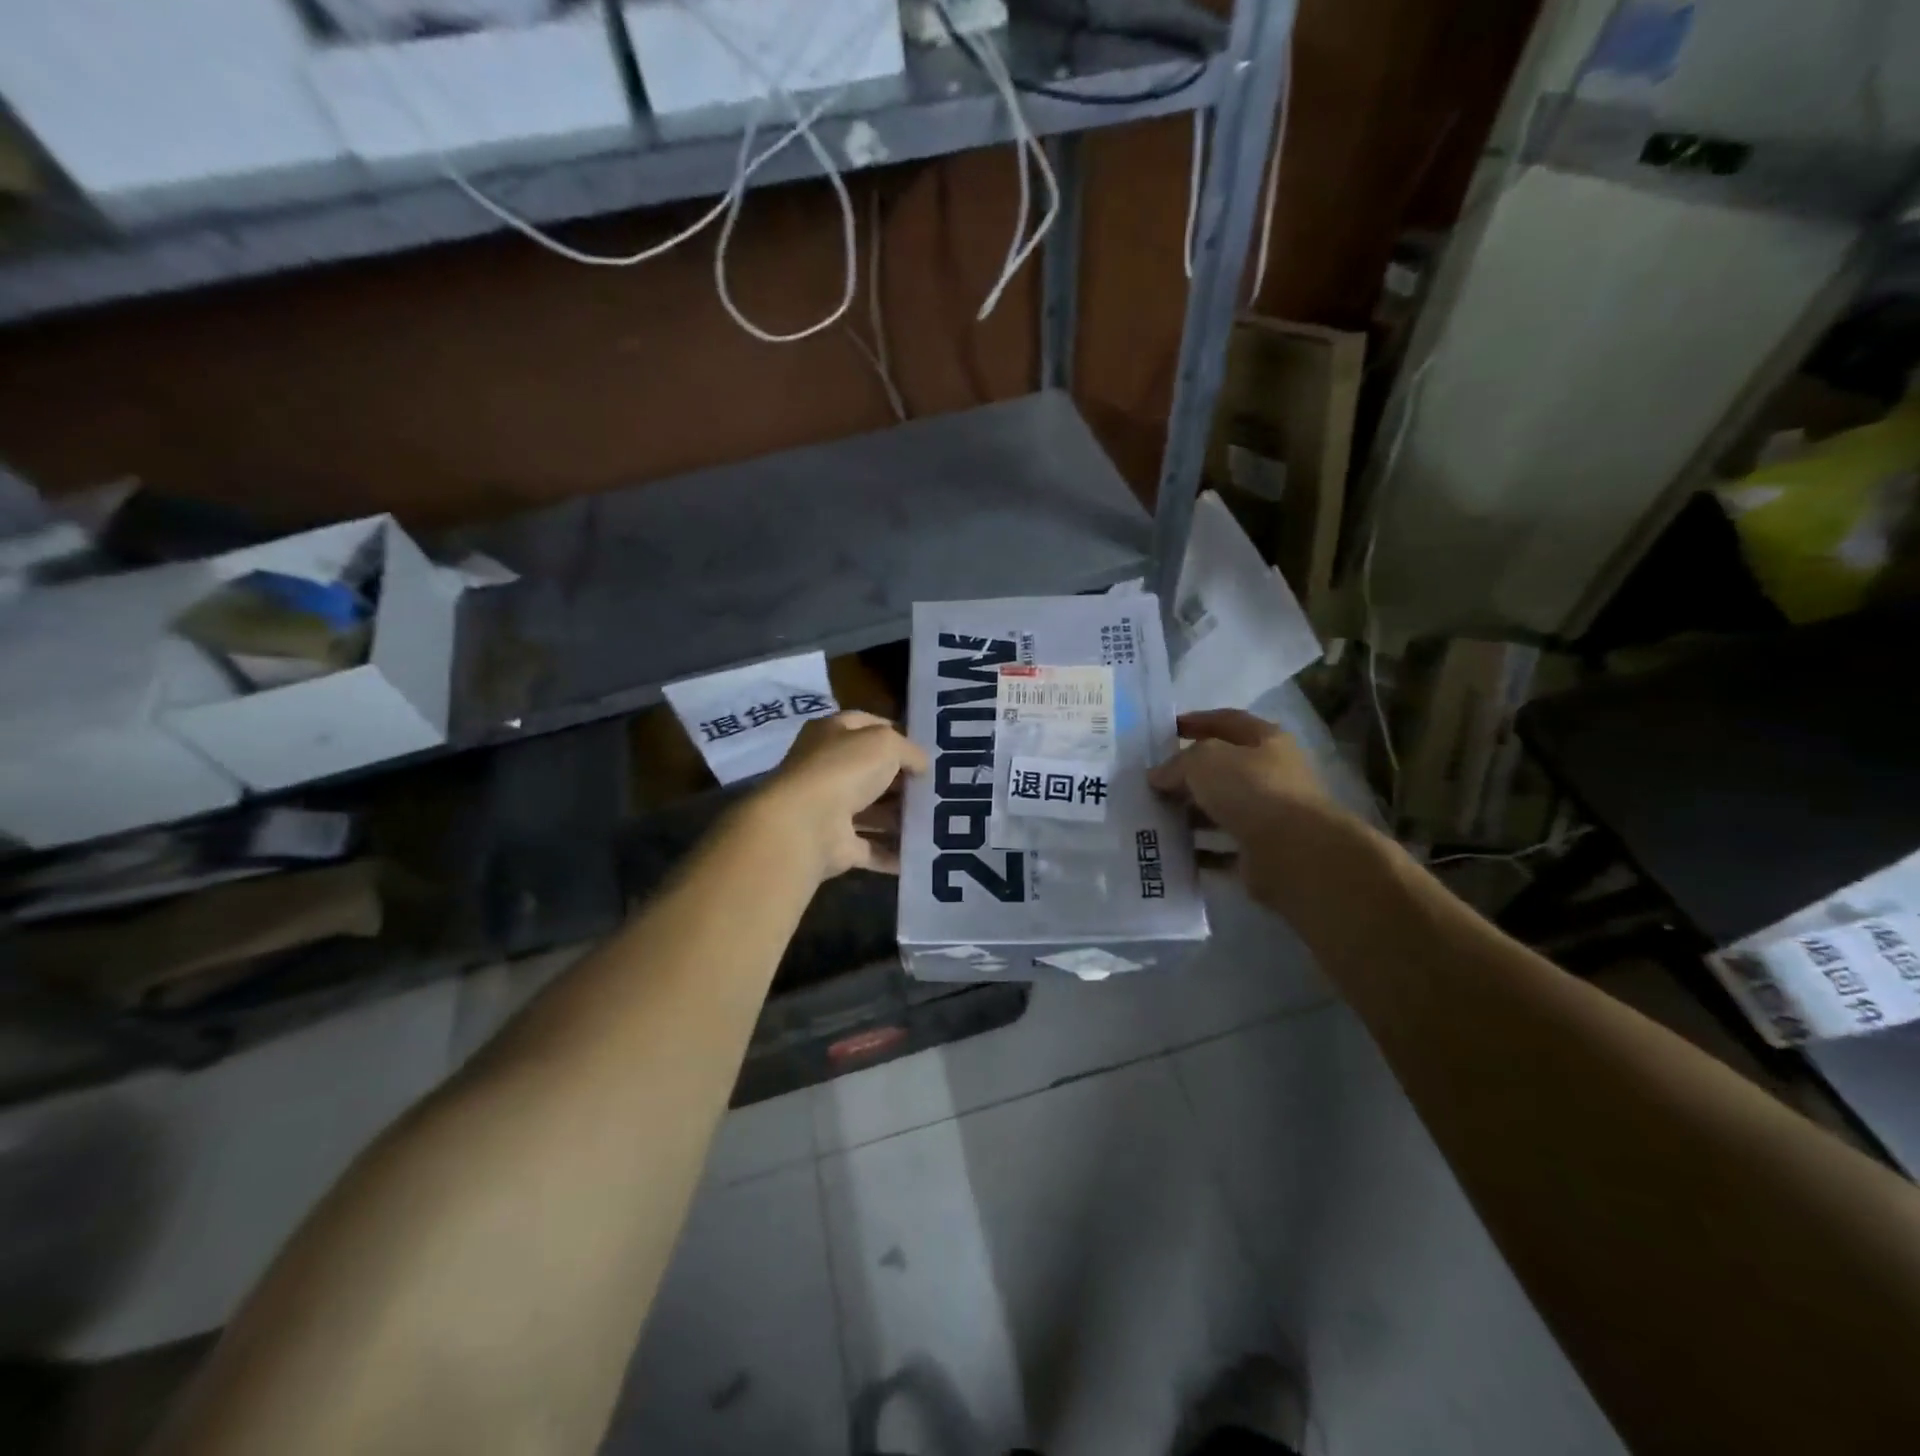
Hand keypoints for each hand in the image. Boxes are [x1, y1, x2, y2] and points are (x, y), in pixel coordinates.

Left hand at [751, 711, 928, 880]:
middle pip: (871, 771)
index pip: (866, 725)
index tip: (925, 748)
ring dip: (900, 818)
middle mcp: (826, 769)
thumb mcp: (885, 743)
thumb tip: (922, 764)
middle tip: (936, 788)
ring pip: (872, 812)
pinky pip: (871, 848)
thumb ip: (908, 750)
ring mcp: (829, 809)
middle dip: (902, 780)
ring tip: (937, 821)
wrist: (805, 825)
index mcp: (831, 734)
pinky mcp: (835, 845)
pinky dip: (892, 853)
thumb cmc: (844, 770)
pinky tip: (921, 852)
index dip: (896, 733)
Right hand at [1149, 708, 1356, 906]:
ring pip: (1221, 809)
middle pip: (1223, 769)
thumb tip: (1157, 776)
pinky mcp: (1261, 852)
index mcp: (1267, 741)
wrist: (1294, 852)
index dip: (1198, 721)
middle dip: (1188, 773)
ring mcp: (1269, 816)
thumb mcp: (1204, 761)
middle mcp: (1272, 775)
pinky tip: (1171, 849)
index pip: (1228, 722)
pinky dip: (1198, 849)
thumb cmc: (1252, 790)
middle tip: (1153, 780)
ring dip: (1190, 813)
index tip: (1168, 729)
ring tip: (1155, 816)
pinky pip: (1221, 847)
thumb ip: (1177, 764)